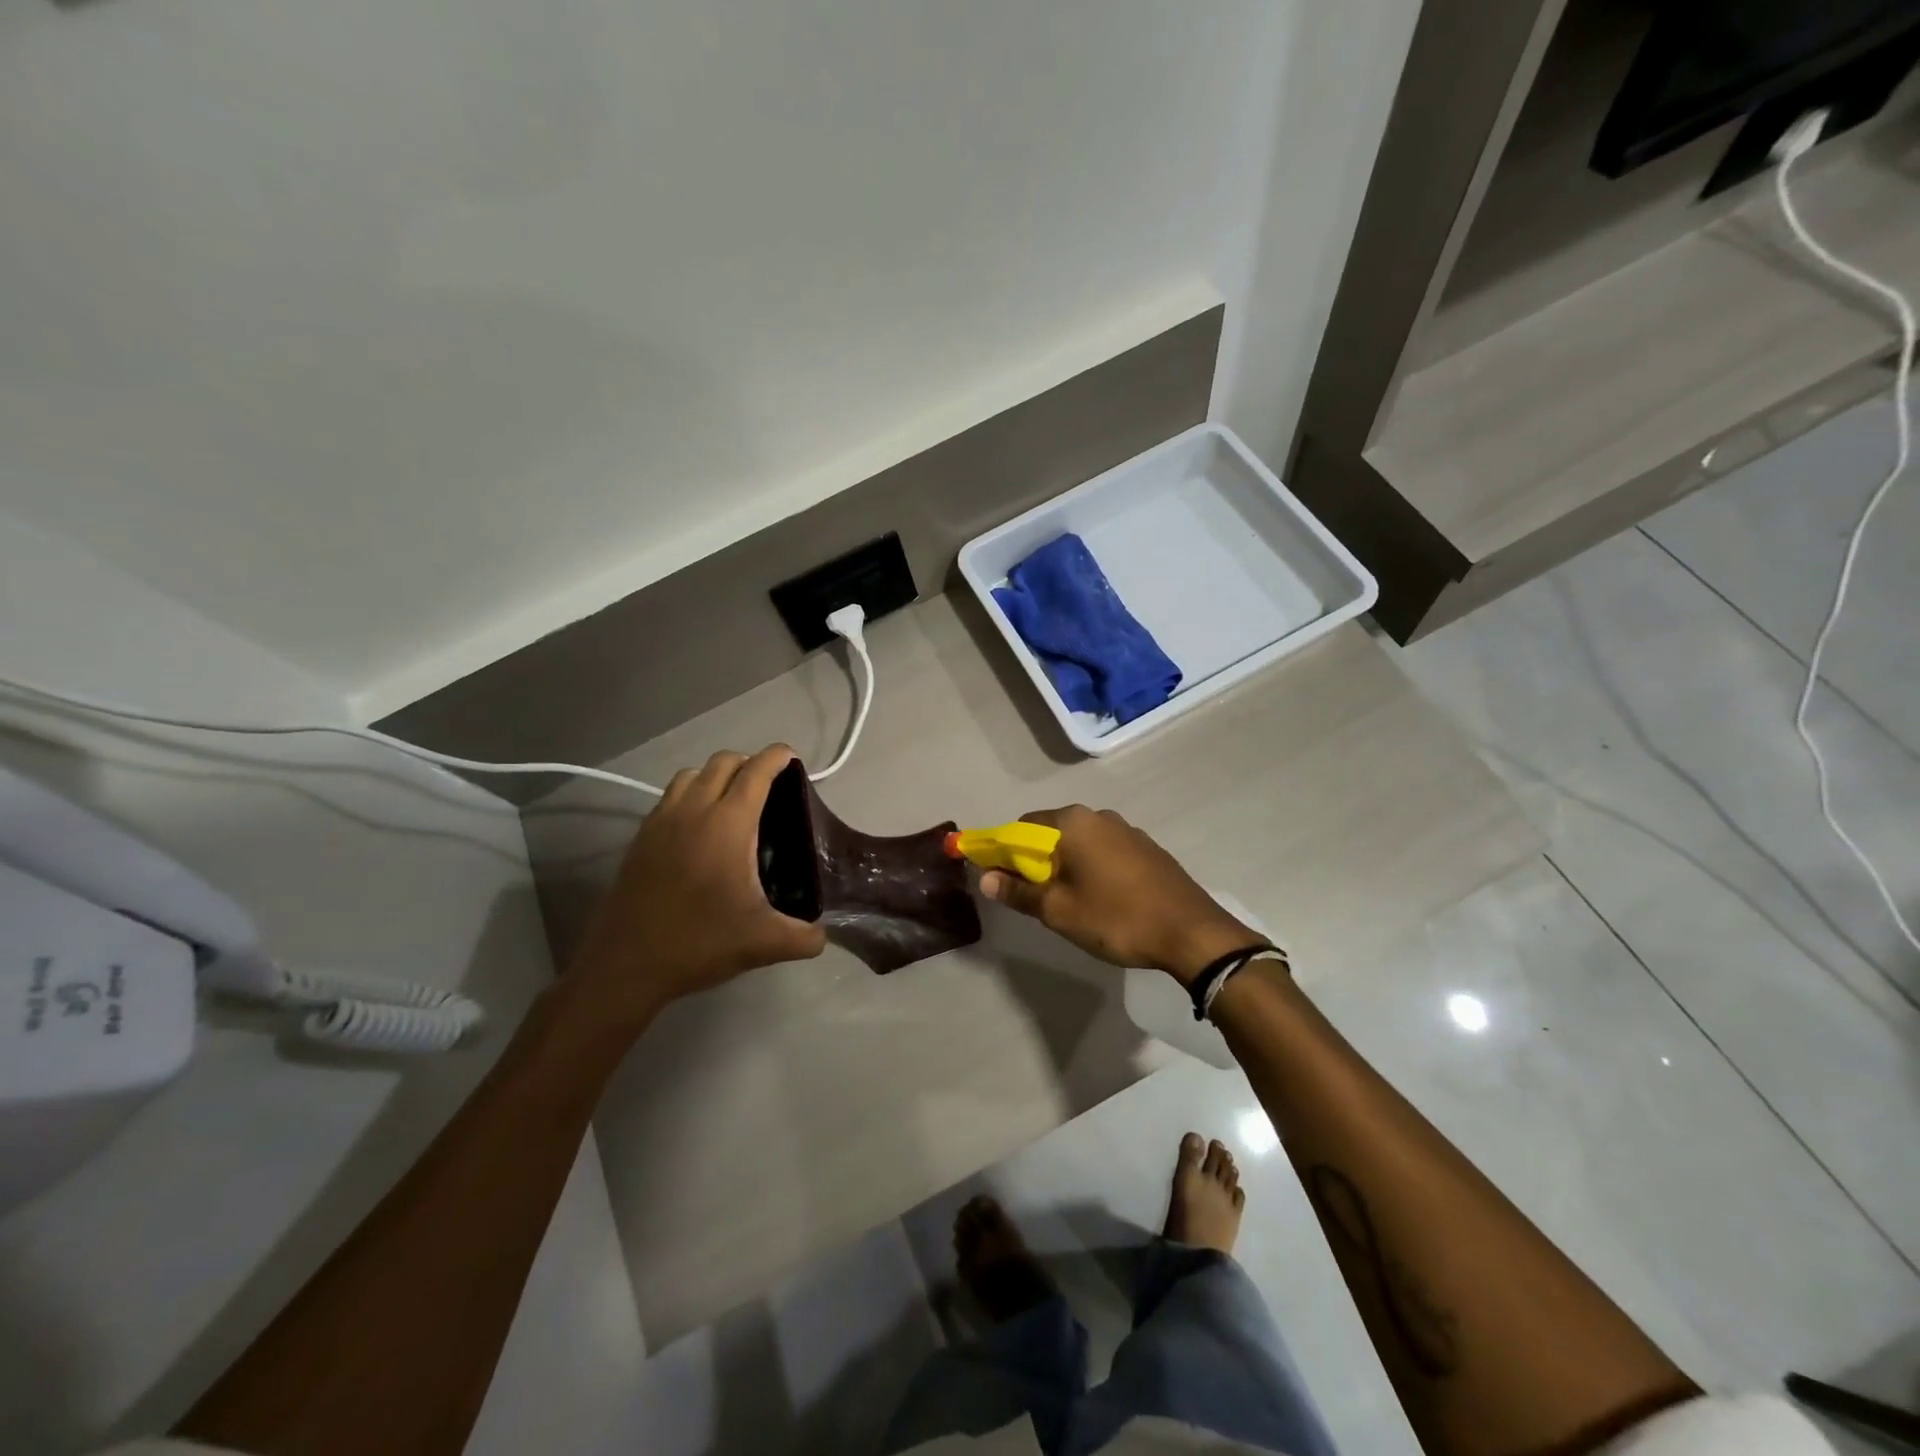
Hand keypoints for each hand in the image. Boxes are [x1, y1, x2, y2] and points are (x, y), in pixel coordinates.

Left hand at [569, 745, 826, 1029]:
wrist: (626, 965)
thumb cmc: (699, 943)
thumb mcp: (764, 943)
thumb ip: (805, 937)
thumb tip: (823, 935)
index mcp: (728, 824)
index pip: (756, 772)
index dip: (777, 757)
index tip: (792, 758)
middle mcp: (693, 811)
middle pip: (723, 762)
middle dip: (749, 763)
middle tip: (769, 785)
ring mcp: (661, 821)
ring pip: (691, 775)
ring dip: (716, 775)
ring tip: (732, 801)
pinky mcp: (640, 838)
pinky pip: (669, 797)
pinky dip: (690, 795)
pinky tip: (698, 828)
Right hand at [980, 806, 1266, 985]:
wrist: (1192, 933)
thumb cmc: (1117, 918)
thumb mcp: (1059, 911)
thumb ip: (1018, 892)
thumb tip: (985, 878)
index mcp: (1073, 823)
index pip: (1021, 827)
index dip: (1004, 852)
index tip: (1001, 879)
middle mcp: (1099, 816)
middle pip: (1051, 832)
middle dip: (1036, 861)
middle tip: (1037, 898)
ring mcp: (1127, 830)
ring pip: (1080, 843)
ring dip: (1066, 865)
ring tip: (1071, 903)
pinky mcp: (1147, 848)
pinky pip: (1105, 851)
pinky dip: (1092, 867)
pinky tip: (1103, 899)